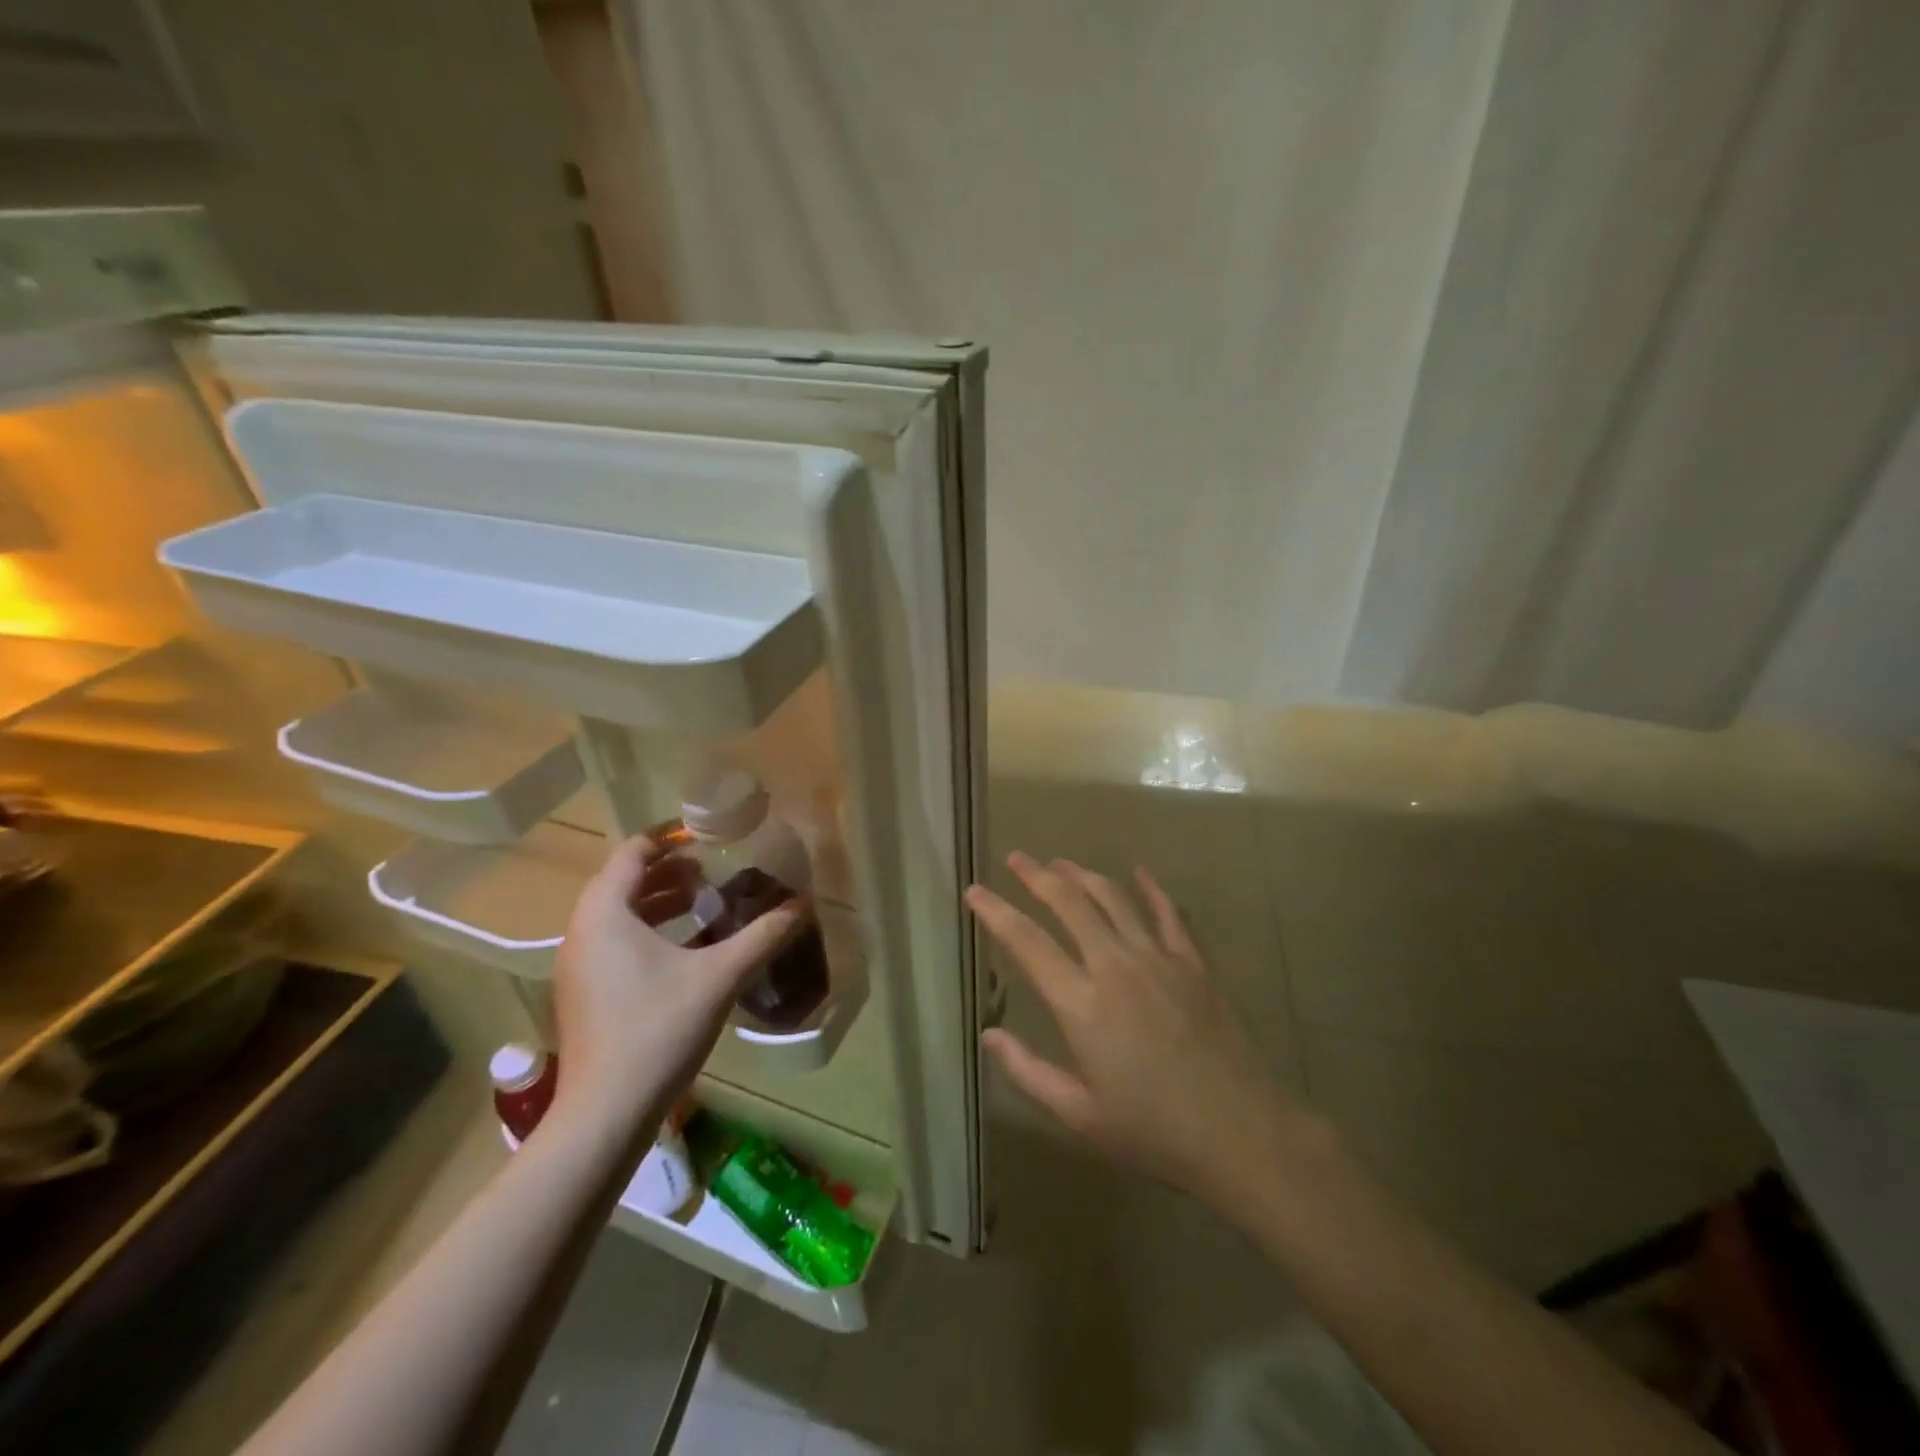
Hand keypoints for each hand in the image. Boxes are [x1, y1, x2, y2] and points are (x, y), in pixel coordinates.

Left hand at [548, 836, 808, 1138]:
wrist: (605, 1114)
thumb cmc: (658, 1029)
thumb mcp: (720, 976)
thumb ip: (763, 935)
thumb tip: (803, 903)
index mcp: (605, 913)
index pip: (632, 852)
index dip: (669, 838)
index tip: (706, 836)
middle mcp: (582, 932)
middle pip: (623, 881)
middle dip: (669, 872)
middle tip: (712, 871)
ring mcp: (578, 966)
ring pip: (618, 914)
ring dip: (659, 902)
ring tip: (704, 902)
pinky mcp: (583, 994)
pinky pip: (614, 942)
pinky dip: (648, 931)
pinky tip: (686, 949)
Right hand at [969, 852, 1312, 1204]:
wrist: (1238, 1131)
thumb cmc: (1151, 1130)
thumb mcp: (1079, 1115)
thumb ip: (1029, 1071)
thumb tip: (989, 1035)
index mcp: (1081, 1004)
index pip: (1027, 943)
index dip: (996, 912)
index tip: (974, 891)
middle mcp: (1114, 966)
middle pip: (1069, 903)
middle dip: (1037, 876)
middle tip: (1017, 858)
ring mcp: (1158, 958)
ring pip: (1113, 898)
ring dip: (1083, 874)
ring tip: (1061, 862)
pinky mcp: (1192, 962)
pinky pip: (1168, 913)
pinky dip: (1151, 889)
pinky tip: (1140, 873)